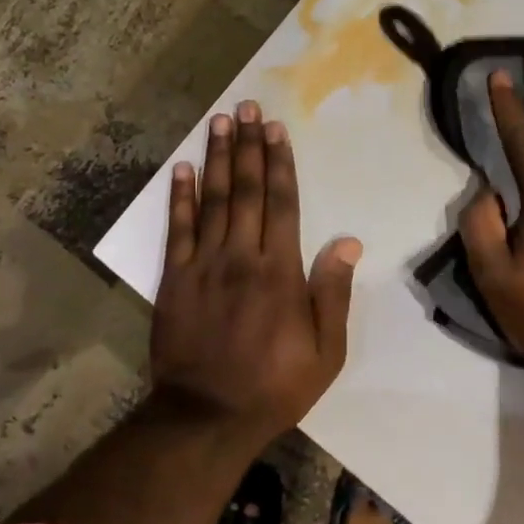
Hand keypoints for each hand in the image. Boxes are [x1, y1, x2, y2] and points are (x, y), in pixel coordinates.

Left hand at [152, 100, 361, 445]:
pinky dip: (180, 197)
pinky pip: (178, 229)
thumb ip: (333, 293)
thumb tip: (348, 241)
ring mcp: (204, 264)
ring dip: (217, 158)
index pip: (281, 203)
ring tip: (219, 122)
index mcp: (280, 271)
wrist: (206, 416)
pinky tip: (183, 168)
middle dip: (248, 145)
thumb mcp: (325, 352)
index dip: (279, 163)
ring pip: (213, 200)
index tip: (276, 129)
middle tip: (247, 107)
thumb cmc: (274, 386)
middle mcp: (241, 256)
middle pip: (246, 190)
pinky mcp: (175, 278)